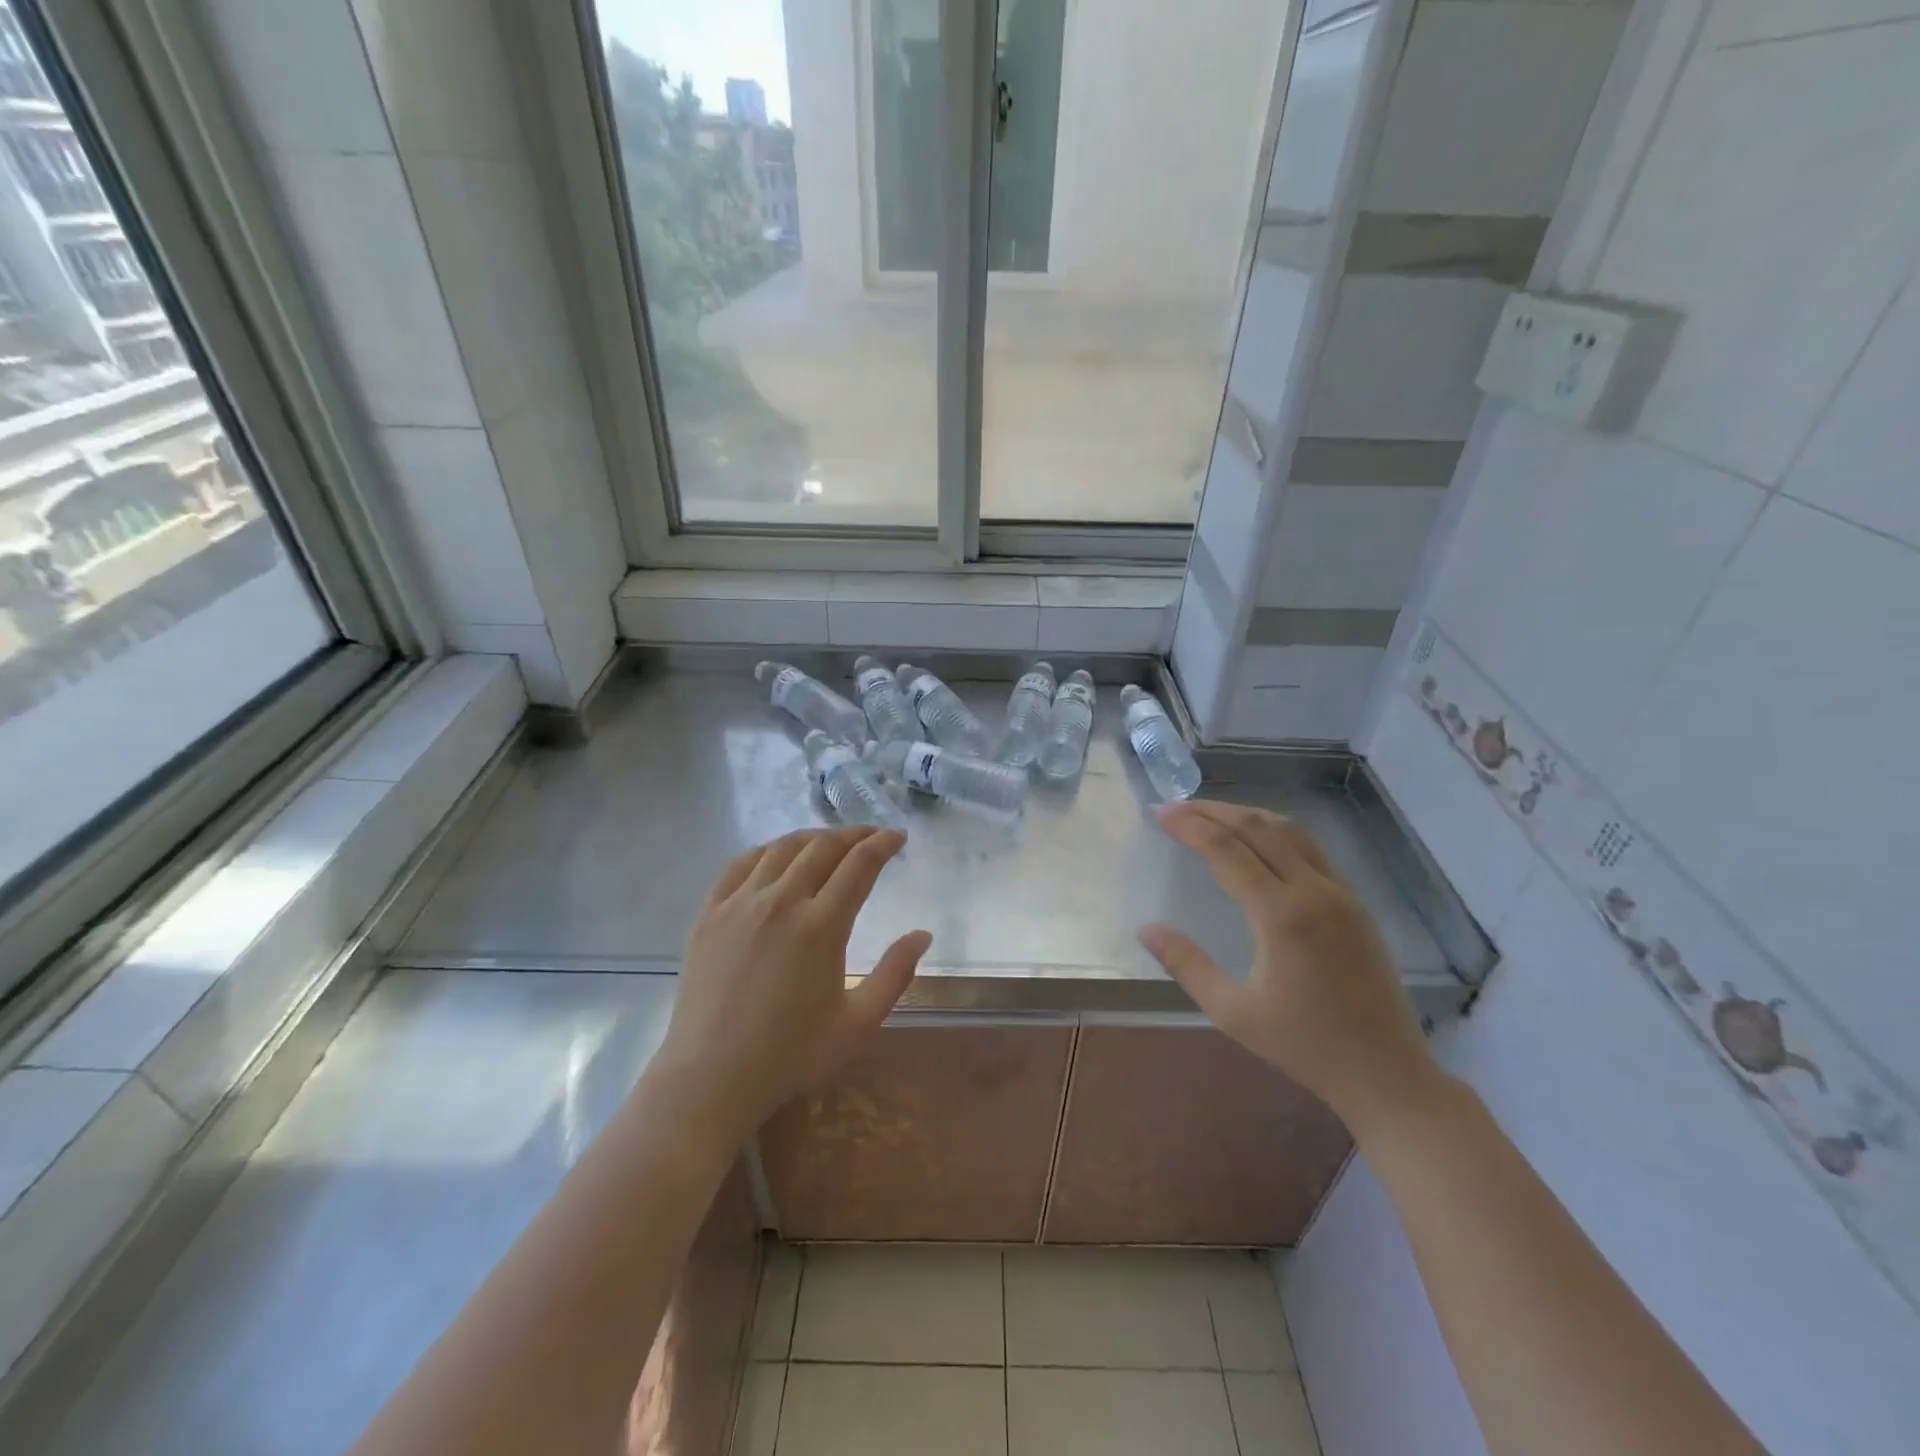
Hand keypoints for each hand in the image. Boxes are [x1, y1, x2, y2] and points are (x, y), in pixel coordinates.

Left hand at [651, 826, 930, 1144]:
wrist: (710, 1078)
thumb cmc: (791, 1056)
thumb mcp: (858, 1024)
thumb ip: (896, 974)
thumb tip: (922, 934)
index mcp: (821, 926)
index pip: (859, 864)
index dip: (882, 844)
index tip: (897, 837)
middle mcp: (781, 902)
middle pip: (823, 847)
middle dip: (853, 835)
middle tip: (870, 836)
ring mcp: (740, 904)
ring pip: (782, 848)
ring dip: (813, 838)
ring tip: (829, 842)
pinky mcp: (710, 913)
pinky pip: (740, 864)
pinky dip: (766, 851)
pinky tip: (776, 857)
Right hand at [1140, 801, 1442, 1136]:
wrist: (1387, 1074)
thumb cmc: (1305, 1046)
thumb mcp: (1233, 1012)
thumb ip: (1187, 965)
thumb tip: (1147, 928)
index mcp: (1281, 915)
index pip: (1227, 850)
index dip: (1189, 826)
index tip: (1159, 813)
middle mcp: (1314, 891)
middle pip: (1258, 828)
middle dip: (1213, 811)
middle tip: (1175, 806)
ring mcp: (1341, 893)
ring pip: (1289, 831)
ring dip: (1246, 815)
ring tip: (1210, 814)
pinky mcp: (1356, 903)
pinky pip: (1311, 849)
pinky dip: (1275, 832)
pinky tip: (1258, 841)